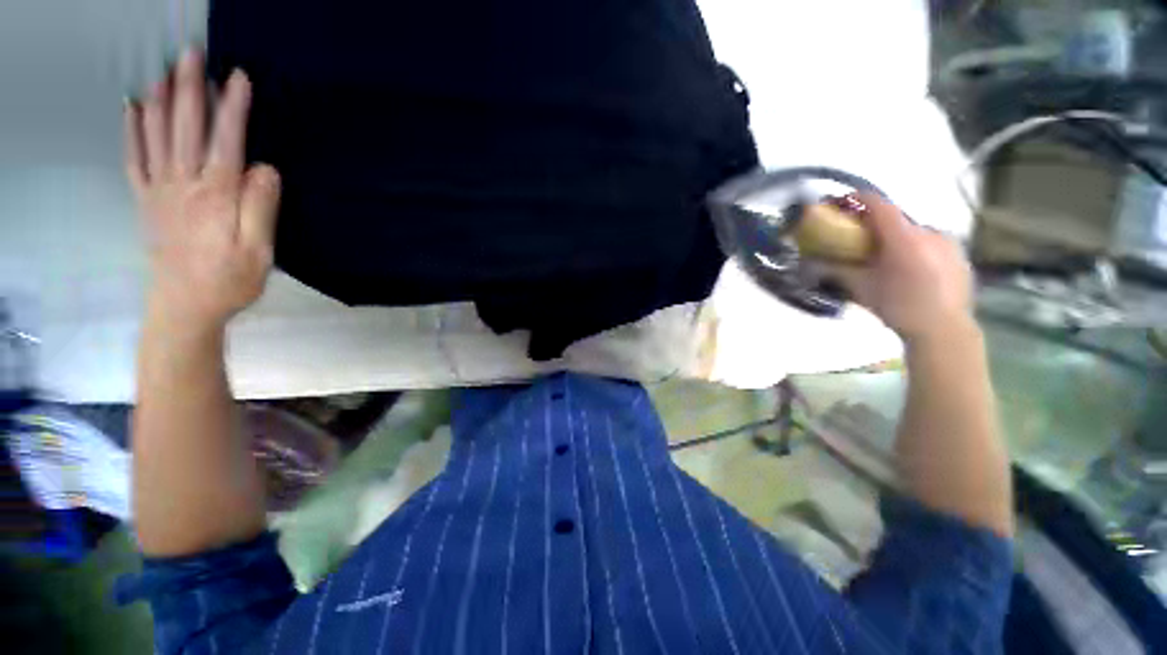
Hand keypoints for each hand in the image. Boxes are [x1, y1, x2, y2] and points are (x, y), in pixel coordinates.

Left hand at [125, 48, 280, 331]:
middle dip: (190, 89)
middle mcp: (184, 184)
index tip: (239, 77)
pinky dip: (131, 130)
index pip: (226, 142)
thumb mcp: (260, 251)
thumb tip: (266, 168)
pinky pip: (134, 158)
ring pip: (156, 136)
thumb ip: (262, 208)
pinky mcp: (146, 201)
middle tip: (191, 54)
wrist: (184, 307)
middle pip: (186, 129)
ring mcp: (159, 191)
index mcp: (216, 196)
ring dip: (161, 100)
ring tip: (164, 71)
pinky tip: (132, 107)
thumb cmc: (229, 280)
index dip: (233, 108)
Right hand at [832, 194, 975, 344]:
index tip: (841, 203)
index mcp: (904, 238)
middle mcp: (929, 232)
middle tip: (861, 240)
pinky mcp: (959, 253)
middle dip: (875, 225)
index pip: (879, 205)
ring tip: (887, 258)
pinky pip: (931, 242)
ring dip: (897, 237)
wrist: (944, 330)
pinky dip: (916, 247)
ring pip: (914, 231)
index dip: (857, 199)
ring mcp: (948, 242)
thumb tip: (812, 261)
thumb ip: (837, 270)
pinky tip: (911, 268)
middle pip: (896, 219)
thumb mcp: (861, 289)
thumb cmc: (898, 308)